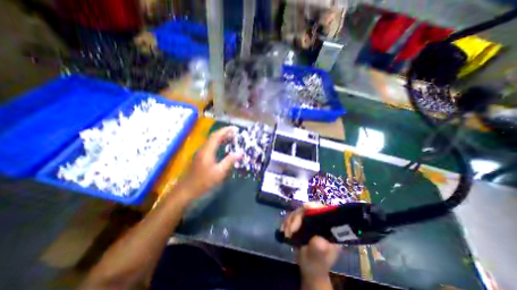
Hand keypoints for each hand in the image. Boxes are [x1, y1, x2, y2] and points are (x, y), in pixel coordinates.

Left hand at [178, 127, 242, 199]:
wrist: (187, 190)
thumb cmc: (204, 181)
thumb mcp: (220, 172)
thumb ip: (230, 161)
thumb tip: (241, 152)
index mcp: (207, 151)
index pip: (217, 136)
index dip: (226, 130)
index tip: (235, 128)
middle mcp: (203, 149)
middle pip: (214, 137)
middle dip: (224, 133)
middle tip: (235, 133)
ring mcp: (201, 153)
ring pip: (212, 141)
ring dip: (221, 138)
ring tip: (231, 138)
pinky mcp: (200, 157)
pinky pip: (211, 146)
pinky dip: (218, 144)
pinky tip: (223, 147)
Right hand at [281, 204, 341, 280]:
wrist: (309, 269)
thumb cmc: (317, 265)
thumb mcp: (318, 259)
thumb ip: (319, 250)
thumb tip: (318, 240)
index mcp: (329, 226)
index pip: (321, 210)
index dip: (310, 210)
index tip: (299, 219)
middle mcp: (320, 219)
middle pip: (306, 209)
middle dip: (295, 218)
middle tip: (289, 232)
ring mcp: (310, 219)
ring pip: (297, 211)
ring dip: (289, 221)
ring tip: (286, 235)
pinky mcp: (302, 221)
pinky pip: (292, 216)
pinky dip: (286, 222)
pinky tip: (283, 231)